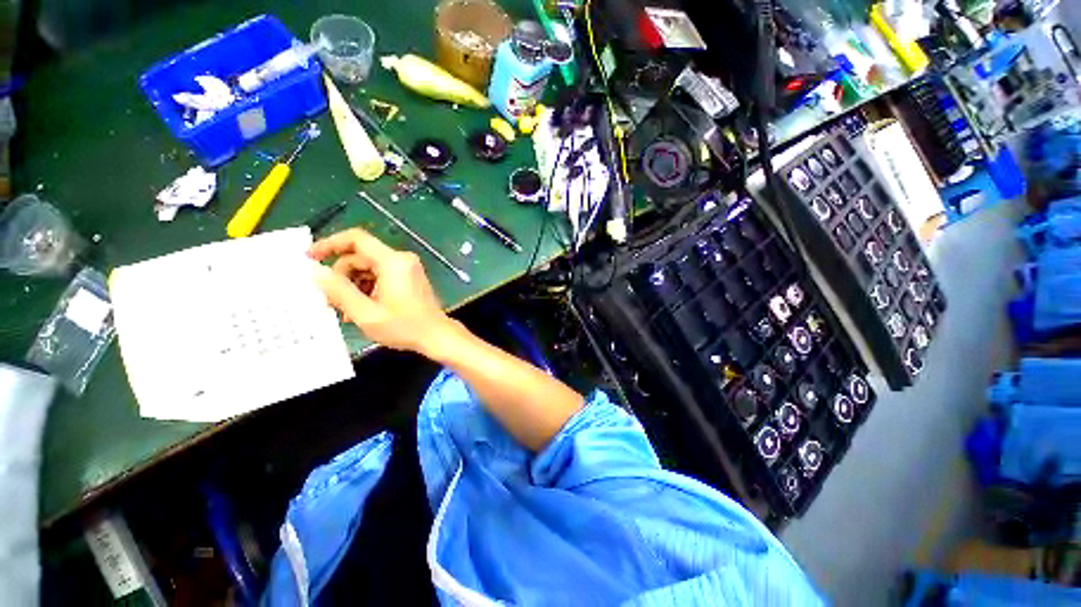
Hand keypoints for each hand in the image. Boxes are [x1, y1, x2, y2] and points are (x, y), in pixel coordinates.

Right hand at [310, 228, 459, 355]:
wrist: (437, 336)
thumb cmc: (404, 327)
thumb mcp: (365, 313)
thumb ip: (338, 291)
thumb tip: (315, 271)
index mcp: (393, 262)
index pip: (356, 239)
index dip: (330, 244)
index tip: (310, 258)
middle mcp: (402, 260)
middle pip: (361, 257)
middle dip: (342, 276)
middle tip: (330, 300)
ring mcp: (408, 269)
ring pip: (370, 268)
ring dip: (354, 285)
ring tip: (346, 311)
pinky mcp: (410, 278)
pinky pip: (382, 275)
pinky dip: (368, 288)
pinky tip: (362, 308)